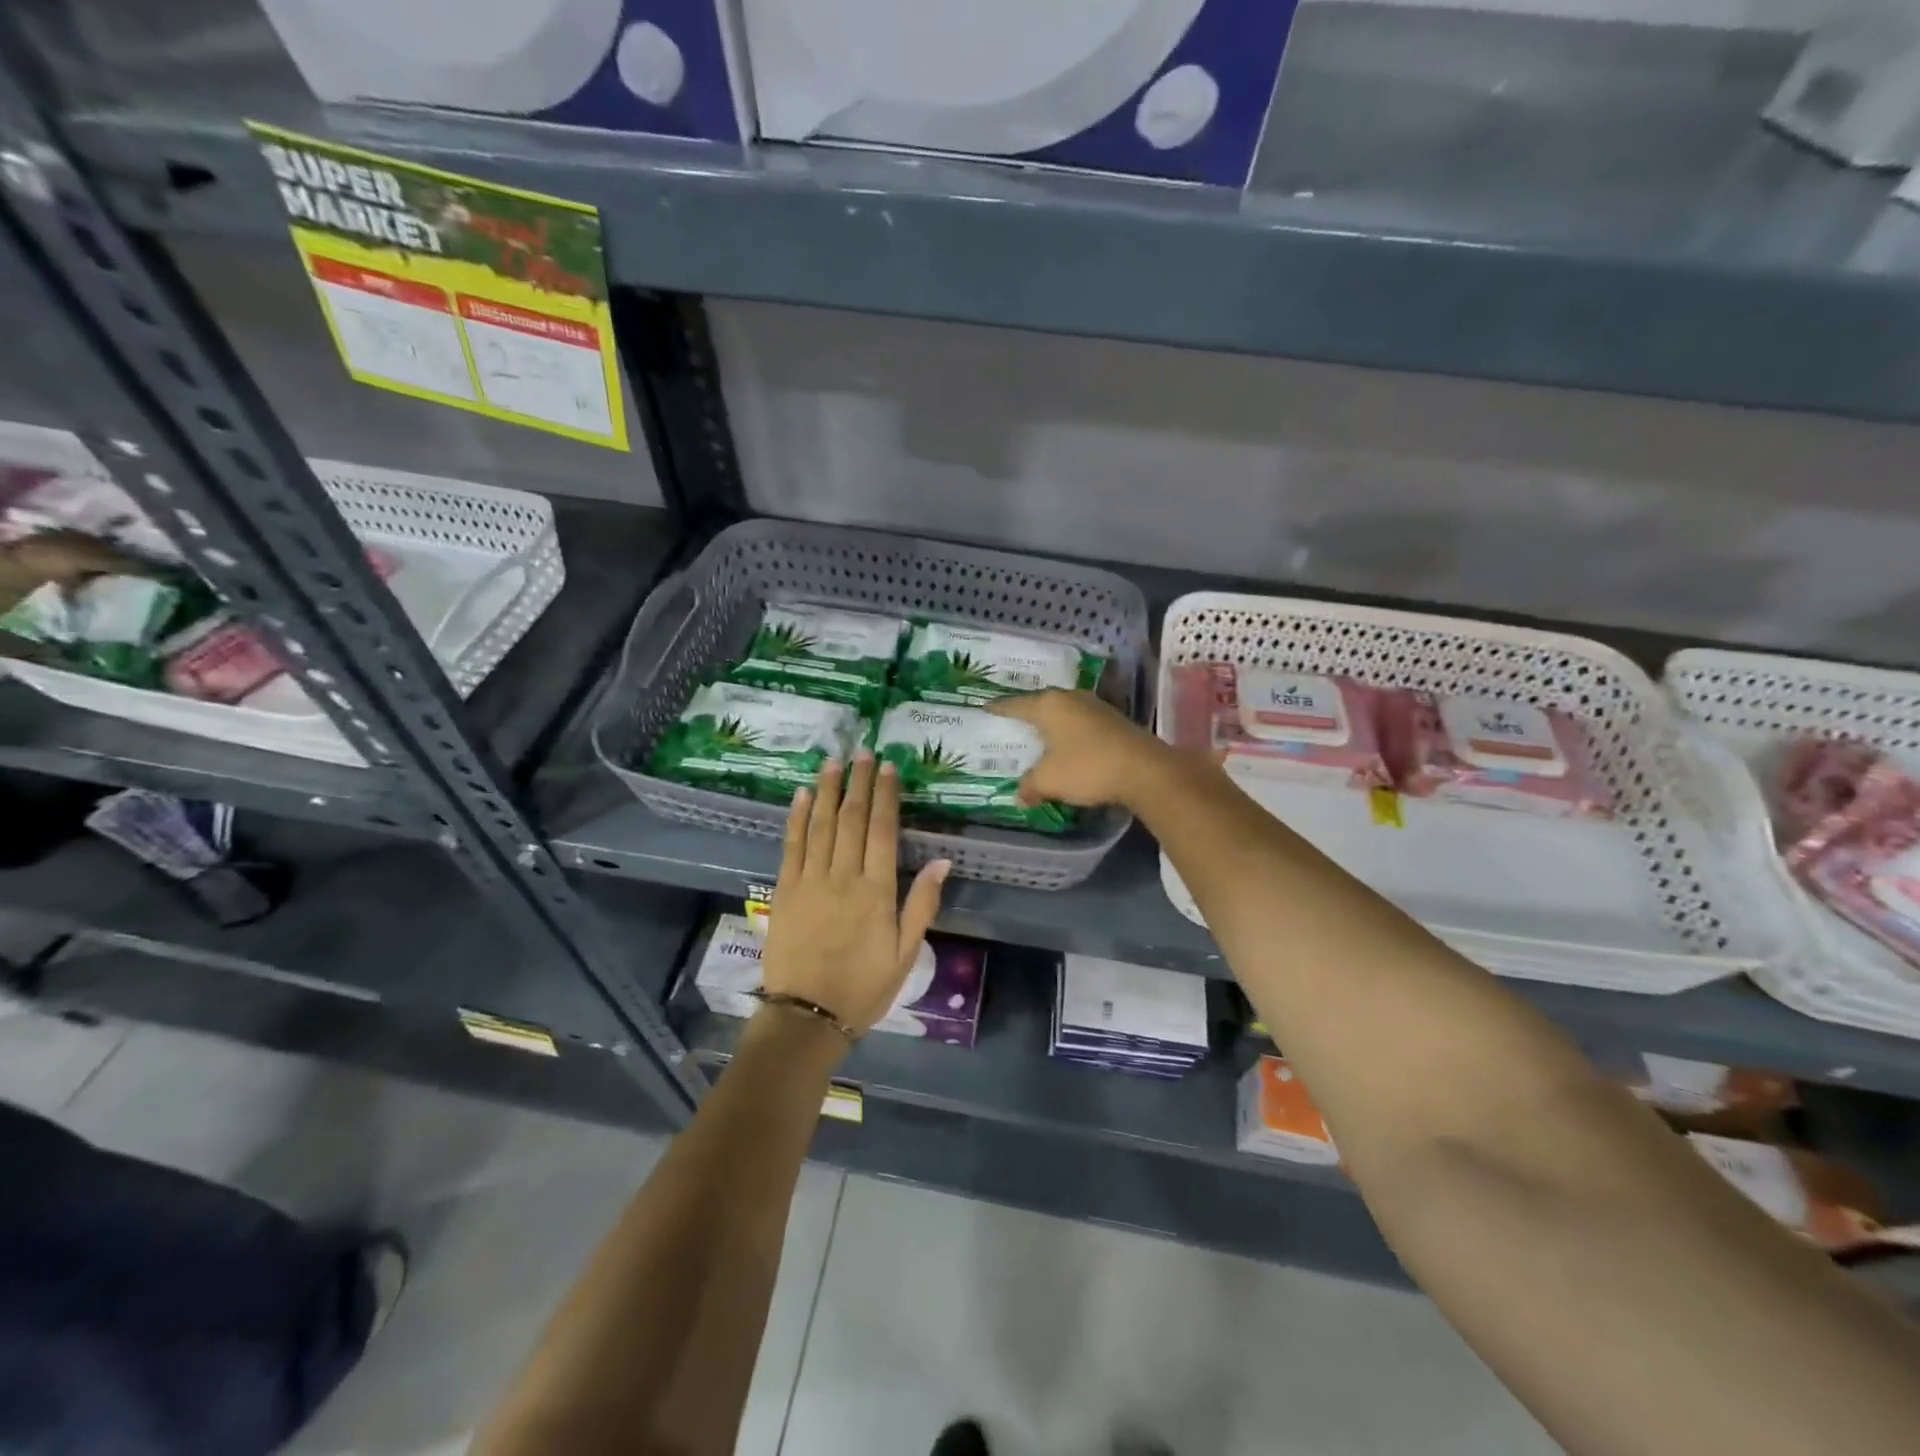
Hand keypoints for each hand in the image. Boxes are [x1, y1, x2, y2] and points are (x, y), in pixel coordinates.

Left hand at [759, 752, 950, 1035]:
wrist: (807, 1016)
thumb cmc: (864, 987)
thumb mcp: (907, 953)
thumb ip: (922, 904)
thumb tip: (942, 859)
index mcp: (877, 891)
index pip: (882, 830)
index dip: (885, 795)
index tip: (888, 767)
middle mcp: (843, 877)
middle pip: (851, 819)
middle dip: (858, 782)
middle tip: (863, 752)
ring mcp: (810, 880)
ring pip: (821, 824)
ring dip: (828, 790)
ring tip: (834, 761)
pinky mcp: (784, 890)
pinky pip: (791, 845)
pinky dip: (797, 817)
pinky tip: (803, 794)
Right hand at [989, 689, 1169, 808]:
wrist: (1144, 770)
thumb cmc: (1087, 768)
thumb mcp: (1049, 780)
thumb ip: (1030, 786)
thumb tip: (1020, 797)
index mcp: (1048, 706)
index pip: (1015, 704)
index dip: (999, 708)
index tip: (986, 707)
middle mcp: (1070, 698)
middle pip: (1041, 702)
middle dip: (1027, 712)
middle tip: (1012, 720)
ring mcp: (1094, 706)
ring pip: (1063, 711)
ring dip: (1051, 722)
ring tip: (1038, 732)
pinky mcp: (1113, 720)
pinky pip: (1080, 721)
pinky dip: (1069, 731)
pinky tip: (1067, 742)